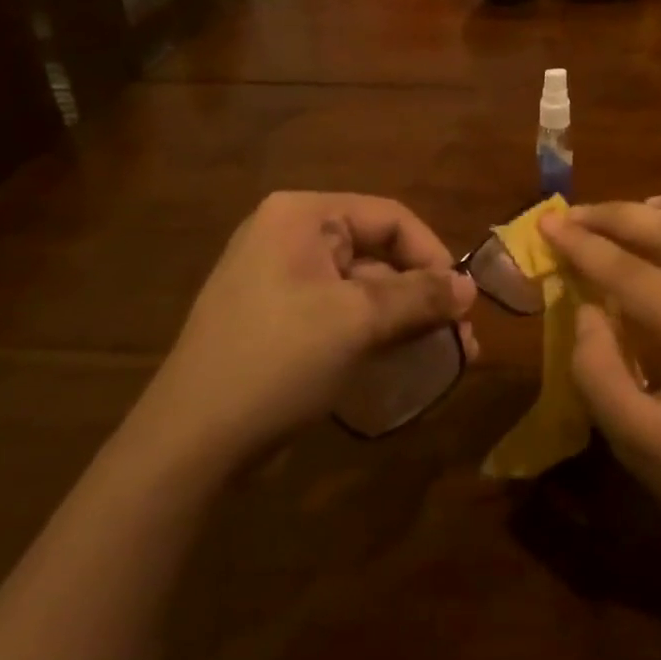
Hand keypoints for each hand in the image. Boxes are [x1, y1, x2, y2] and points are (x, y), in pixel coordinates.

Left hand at [135, 192, 475, 465]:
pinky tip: (408, 361)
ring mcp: (281, 282)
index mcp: (302, 217)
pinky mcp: (280, 323)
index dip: (433, 255)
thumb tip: (469, 287)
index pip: (390, 217)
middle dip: (424, 295)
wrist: (192, 442)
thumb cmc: (278, 360)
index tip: (462, 300)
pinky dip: (377, 334)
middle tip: (460, 335)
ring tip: (449, 354)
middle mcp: (290, 238)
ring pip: (364, 289)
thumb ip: (420, 296)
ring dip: (407, 318)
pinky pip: (342, 315)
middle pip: (378, 253)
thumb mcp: (358, 320)